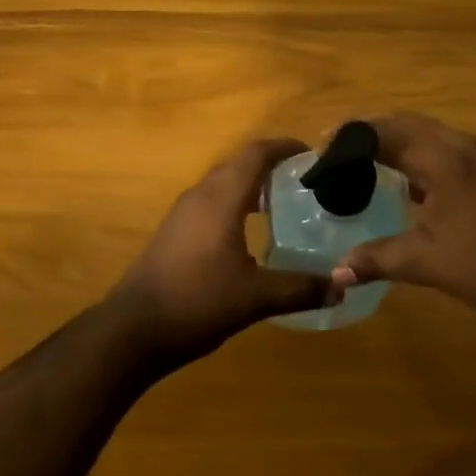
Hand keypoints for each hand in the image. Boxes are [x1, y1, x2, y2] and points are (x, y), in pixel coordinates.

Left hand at [107, 137, 336, 365]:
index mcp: (221, 198)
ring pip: (222, 183)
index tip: (311, 153)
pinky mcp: (173, 231)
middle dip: (271, 165)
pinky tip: (250, 232)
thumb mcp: (255, 297)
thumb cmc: (197, 302)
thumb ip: (300, 288)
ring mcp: (182, 213)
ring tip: (284, 203)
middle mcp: (200, 195)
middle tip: (305, 180)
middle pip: (239, 164)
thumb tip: (342, 287)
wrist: (133, 329)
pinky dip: (235, 203)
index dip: (284, 147)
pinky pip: (210, 202)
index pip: (255, 153)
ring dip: (251, 184)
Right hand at [335, 113, 475, 333]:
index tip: (318, 158)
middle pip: (405, 124)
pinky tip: (406, 188)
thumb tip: (335, 273)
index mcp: (443, 157)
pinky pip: (445, 153)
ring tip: (362, 168)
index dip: (347, 140)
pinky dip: (417, 160)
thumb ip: (377, 259)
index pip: (382, 131)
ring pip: (428, 137)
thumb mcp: (429, 263)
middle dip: (368, 135)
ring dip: (394, 145)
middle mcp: (462, 146)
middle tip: (335, 158)